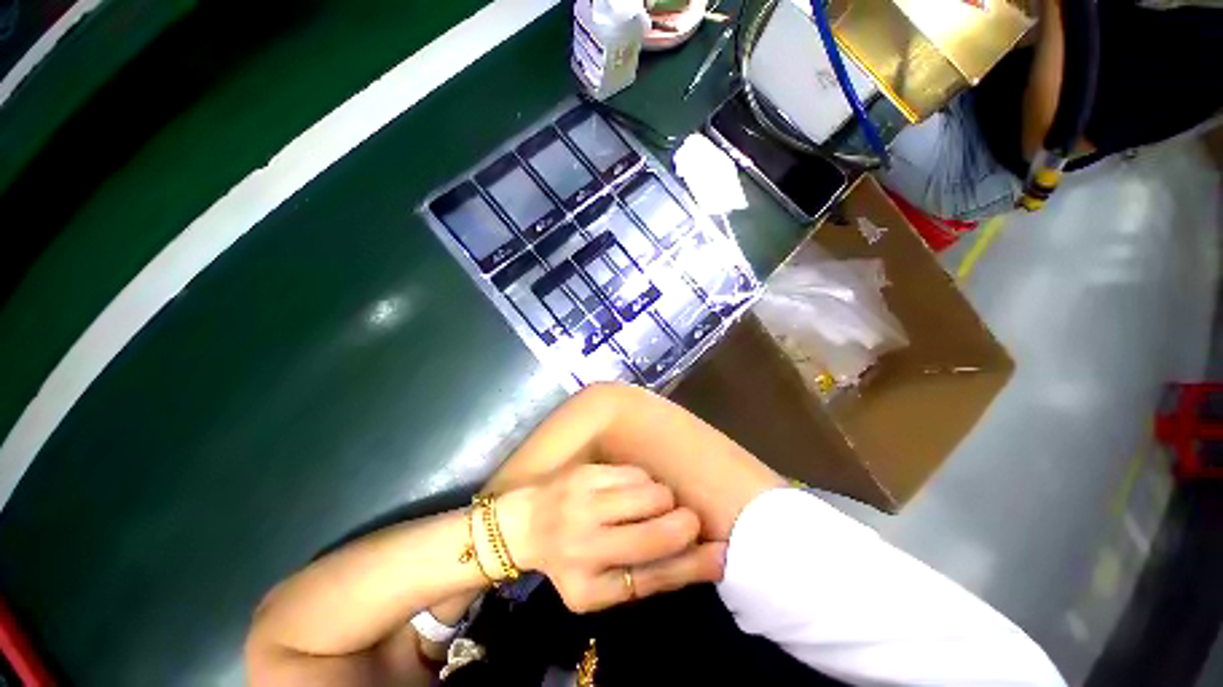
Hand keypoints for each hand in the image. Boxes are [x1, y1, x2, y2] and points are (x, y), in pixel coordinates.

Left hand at [498, 464, 725, 612]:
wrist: (523, 524)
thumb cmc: (568, 561)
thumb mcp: (604, 588)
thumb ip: (653, 576)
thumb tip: (710, 559)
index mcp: (590, 585)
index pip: (656, 577)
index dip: (695, 563)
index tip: (721, 550)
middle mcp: (586, 544)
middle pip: (660, 530)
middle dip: (684, 523)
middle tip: (684, 519)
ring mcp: (584, 501)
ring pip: (652, 492)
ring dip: (662, 499)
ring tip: (648, 504)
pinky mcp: (585, 472)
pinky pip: (636, 472)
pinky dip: (643, 481)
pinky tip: (630, 489)